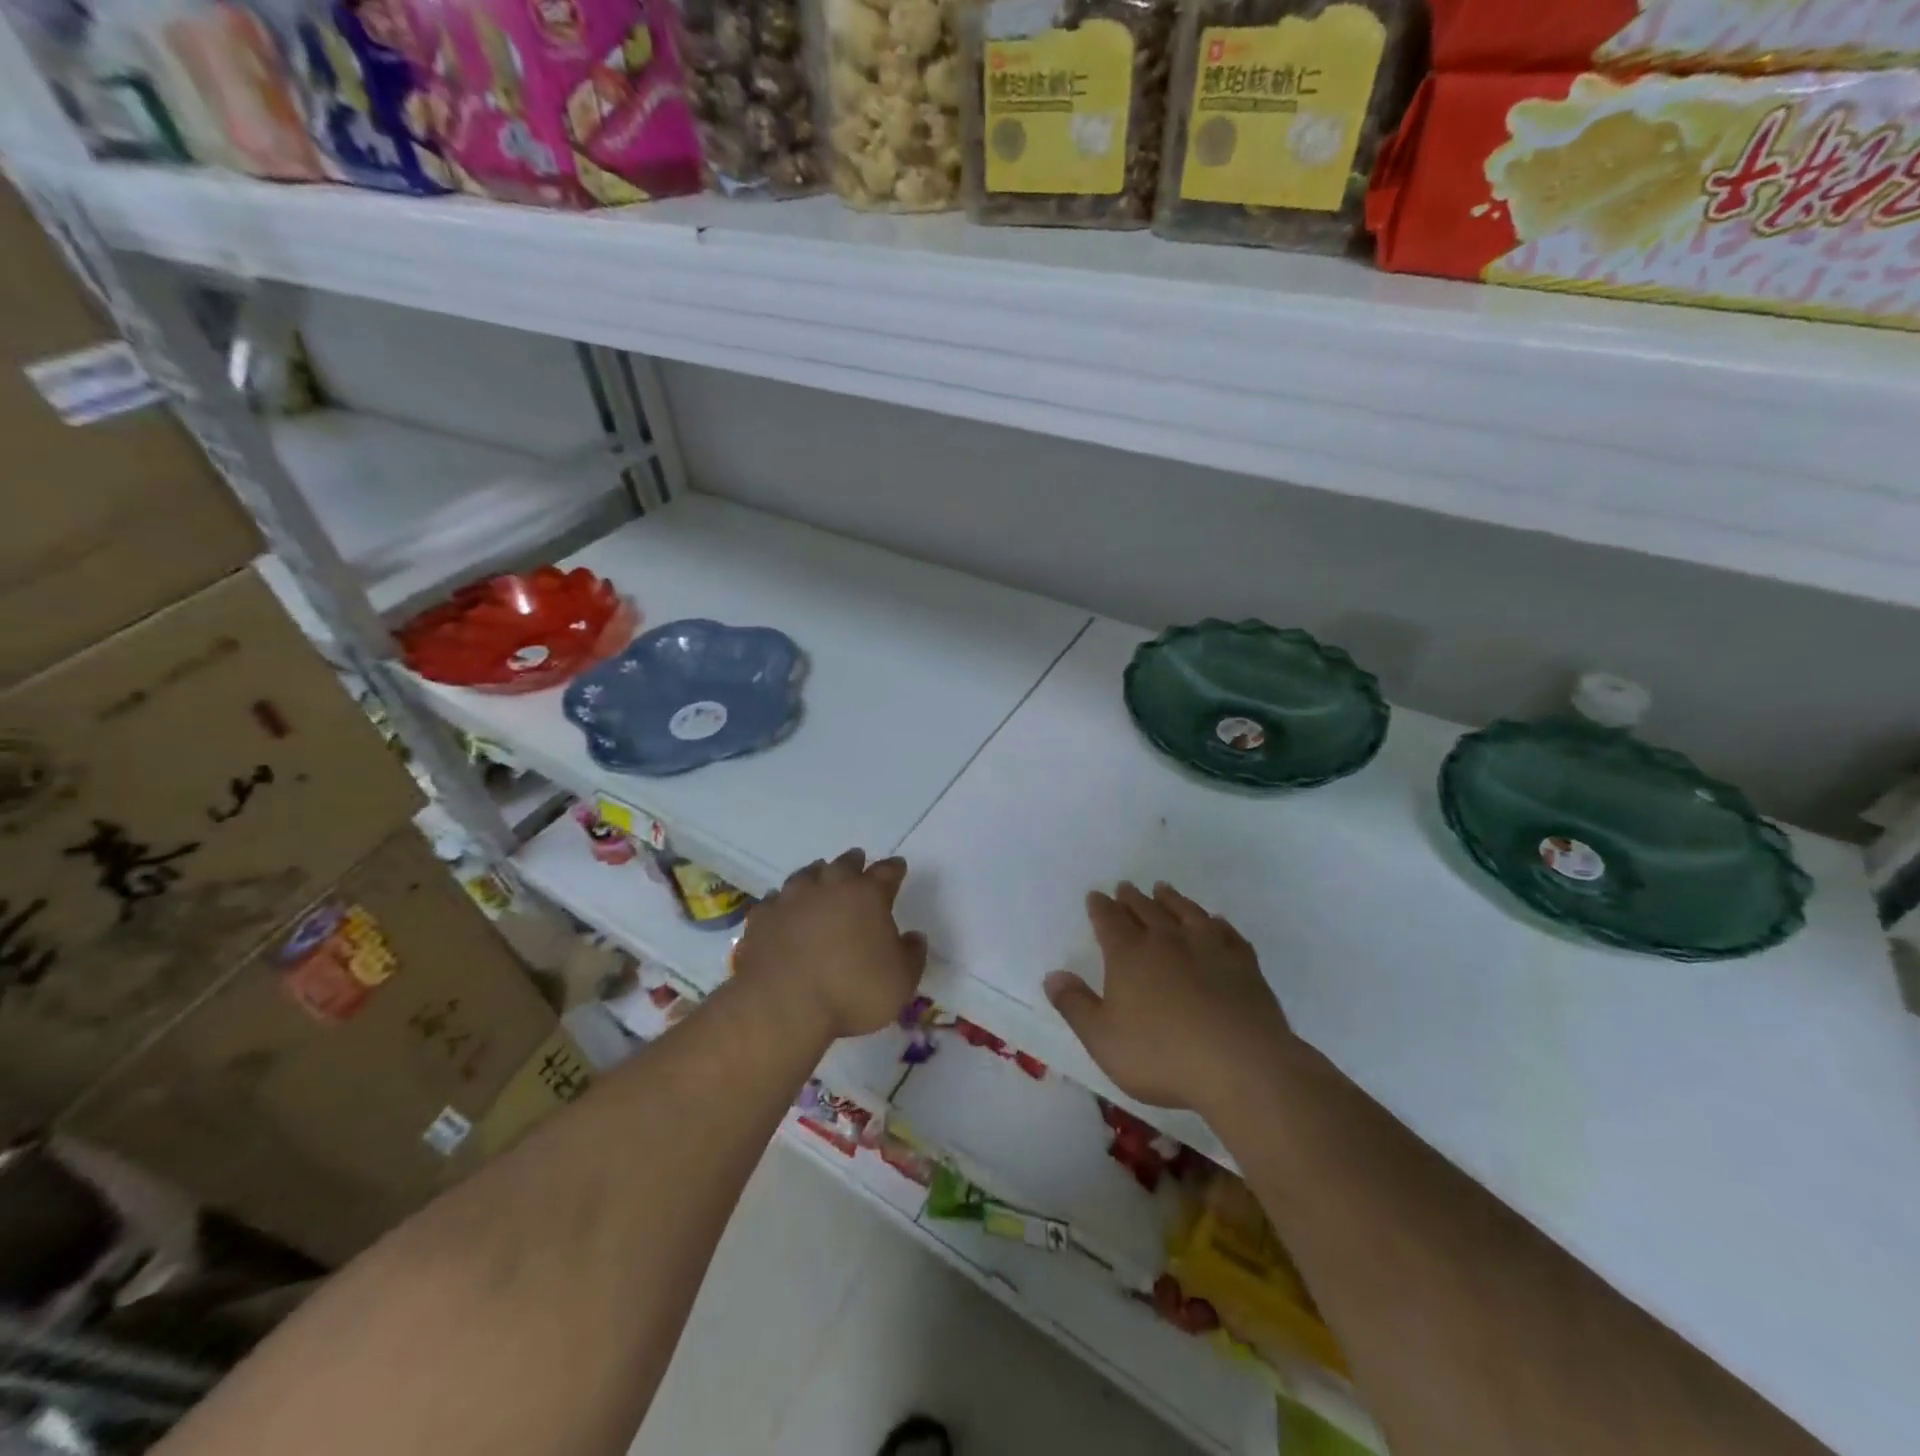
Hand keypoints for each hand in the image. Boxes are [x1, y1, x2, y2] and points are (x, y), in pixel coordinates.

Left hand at [733, 849, 927, 1041]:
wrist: (782, 1006)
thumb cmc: (852, 992)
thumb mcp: (902, 981)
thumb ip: (912, 955)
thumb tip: (913, 937)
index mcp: (867, 895)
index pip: (886, 872)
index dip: (894, 869)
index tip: (898, 867)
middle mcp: (829, 887)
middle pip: (844, 864)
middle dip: (854, 862)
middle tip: (857, 861)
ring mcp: (790, 900)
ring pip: (806, 875)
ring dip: (816, 874)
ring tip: (819, 875)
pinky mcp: (761, 919)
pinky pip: (773, 901)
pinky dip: (781, 901)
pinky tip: (781, 907)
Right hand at [1045, 882, 1294, 1114]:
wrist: (1241, 1065)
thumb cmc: (1162, 1055)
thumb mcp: (1103, 1039)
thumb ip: (1075, 1005)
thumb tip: (1052, 976)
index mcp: (1129, 955)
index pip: (1109, 921)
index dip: (1100, 907)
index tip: (1096, 895)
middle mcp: (1167, 941)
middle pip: (1146, 910)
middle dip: (1132, 898)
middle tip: (1125, 886)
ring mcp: (1209, 948)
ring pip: (1185, 912)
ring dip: (1172, 899)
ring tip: (1163, 889)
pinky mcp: (1244, 964)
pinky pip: (1227, 933)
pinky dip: (1217, 923)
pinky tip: (1216, 922)